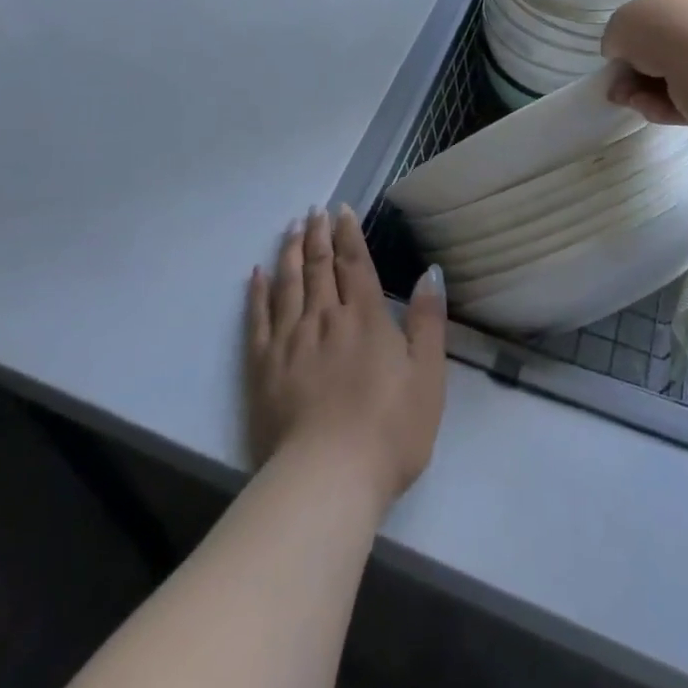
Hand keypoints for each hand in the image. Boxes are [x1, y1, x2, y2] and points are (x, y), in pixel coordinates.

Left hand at [245, 207, 446, 516]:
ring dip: (289, 251)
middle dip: (317, 234)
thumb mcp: (428, 377)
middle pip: (318, 265)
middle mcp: (325, 317)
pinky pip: (258, 318)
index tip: (341, 210)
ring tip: (291, 228)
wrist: (328, 478)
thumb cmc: (389, 431)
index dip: (349, 234)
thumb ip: (428, 321)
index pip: (355, 263)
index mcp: (365, 317)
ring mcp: (290, 339)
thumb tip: (430, 272)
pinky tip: (257, 274)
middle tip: (314, 211)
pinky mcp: (264, 366)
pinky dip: (257, 292)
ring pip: (288, 282)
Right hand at [601, 0, 687, 125]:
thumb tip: (620, 53)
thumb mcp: (620, 24)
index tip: (614, 57)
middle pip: (663, 48)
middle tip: (616, 89)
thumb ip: (615, 38)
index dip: (629, 36)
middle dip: (635, 71)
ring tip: (630, 102)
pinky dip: (666, 106)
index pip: (655, 13)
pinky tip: (651, 110)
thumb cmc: (663, 29)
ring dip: (645, 91)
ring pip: (674, 76)